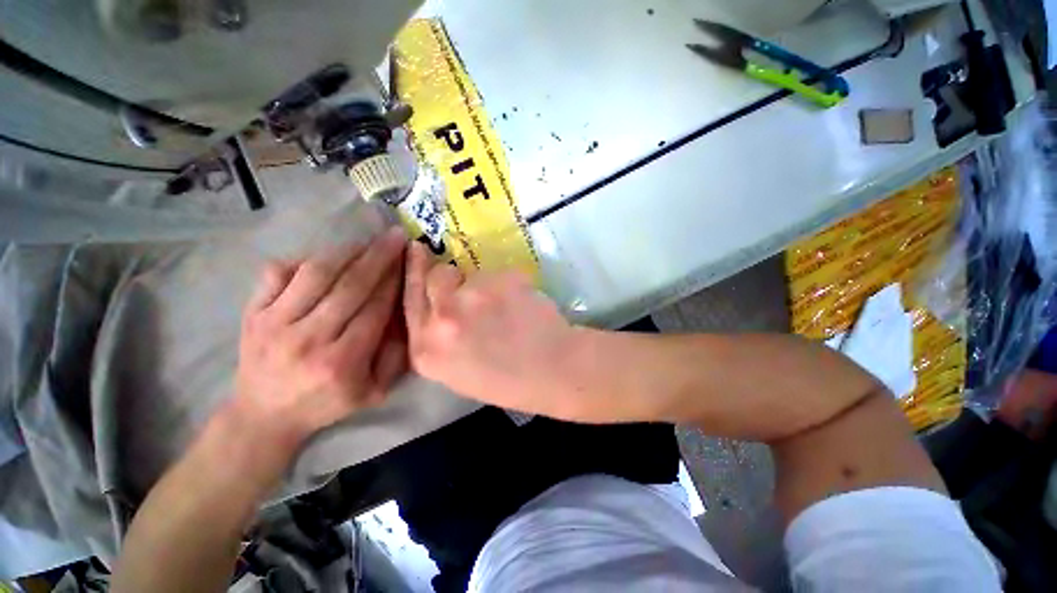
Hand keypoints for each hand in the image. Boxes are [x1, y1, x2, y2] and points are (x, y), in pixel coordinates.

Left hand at [234, 228, 407, 445]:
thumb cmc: (326, 403)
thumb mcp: (374, 392)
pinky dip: (304, 258)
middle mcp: (307, 339)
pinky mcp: (252, 313)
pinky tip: (328, 256)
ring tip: (366, 241)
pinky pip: (278, 273)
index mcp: (341, 362)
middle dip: (378, 257)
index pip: (375, 308)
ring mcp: (274, 323)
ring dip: (346, 252)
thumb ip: (395, 356)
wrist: (264, 415)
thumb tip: (406, 315)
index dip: (394, 280)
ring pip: (315, 274)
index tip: (407, 260)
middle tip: (394, 236)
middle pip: (349, 286)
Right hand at [403, 242, 581, 417]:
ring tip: (507, 308)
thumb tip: (439, 302)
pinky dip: (509, 285)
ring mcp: (471, 297)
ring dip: (485, 285)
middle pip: (435, 276)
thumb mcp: (457, 371)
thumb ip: (440, 337)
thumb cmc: (509, 381)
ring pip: (471, 274)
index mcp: (426, 350)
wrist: (554, 371)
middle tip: (467, 282)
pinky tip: (523, 305)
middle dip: (450, 276)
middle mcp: (441, 320)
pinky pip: (499, 274)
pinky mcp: (500, 280)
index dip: (414, 272)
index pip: (409, 299)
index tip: (416, 250)